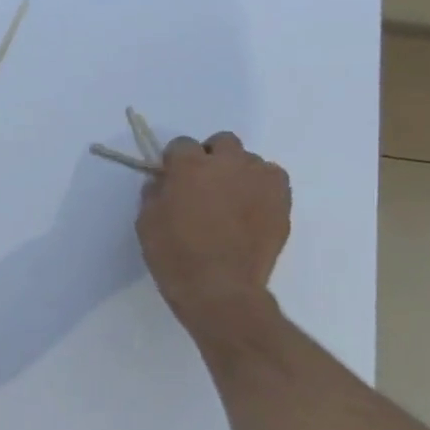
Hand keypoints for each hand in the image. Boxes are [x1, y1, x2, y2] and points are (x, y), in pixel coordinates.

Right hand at [136, 132, 290, 337]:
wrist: (219, 287)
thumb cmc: (174, 253)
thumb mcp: (147, 221)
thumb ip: (155, 193)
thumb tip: (164, 182)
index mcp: (190, 166)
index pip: (181, 145)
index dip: (174, 161)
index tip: (170, 179)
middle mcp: (229, 164)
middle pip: (223, 142)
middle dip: (211, 157)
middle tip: (202, 184)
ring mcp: (260, 181)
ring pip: (250, 161)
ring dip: (237, 173)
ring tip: (229, 200)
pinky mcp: (283, 201)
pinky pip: (272, 181)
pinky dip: (260, 188)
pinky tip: (249, 210)